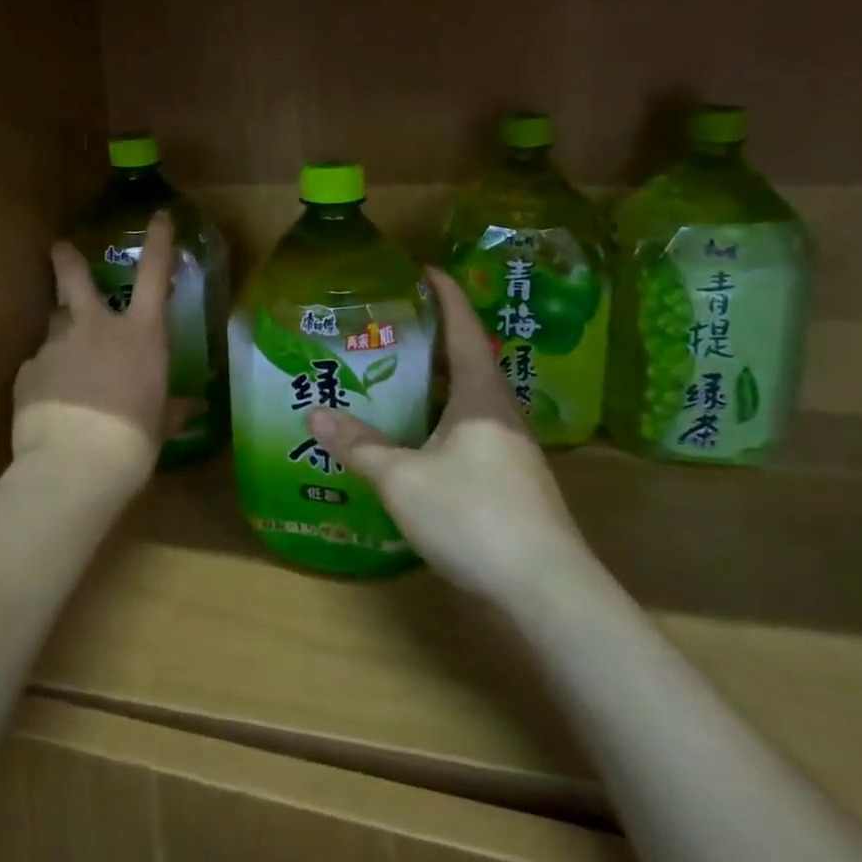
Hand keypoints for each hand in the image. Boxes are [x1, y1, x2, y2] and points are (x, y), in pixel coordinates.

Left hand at [12, 211, 175, 477]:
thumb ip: (173, 410)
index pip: (155, 276)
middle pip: (75, 279)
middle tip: (59, 249)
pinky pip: (39, 366)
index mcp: (139, 335)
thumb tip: (195, 407)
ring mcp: (56, 346)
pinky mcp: (27, 371)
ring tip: (67, 365)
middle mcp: (96, 328)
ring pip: (56, 325)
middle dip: (67, 261)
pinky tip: (52, 403)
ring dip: (62, 335)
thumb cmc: (133, 440)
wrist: (75, 463)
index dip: (159, 242)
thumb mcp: (160, 426)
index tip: (158, 216)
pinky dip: (47, 377)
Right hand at [308, 269, 592, 602]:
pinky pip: (472, 430)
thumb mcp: (403, 478)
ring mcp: (512, 448)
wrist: (546, 591)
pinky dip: (443, 418)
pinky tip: (419, 437)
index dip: (446, 295)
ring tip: (398, 375)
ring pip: (471, 400)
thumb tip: (315, 414)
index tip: (425, 270)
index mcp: (481, 395)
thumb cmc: (474, 515)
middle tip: (393, 325)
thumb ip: (360, 445)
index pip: (464, 328)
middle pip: (470, 360)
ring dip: (439, 382)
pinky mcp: (512, 480)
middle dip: (435, 338)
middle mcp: (502, 412)